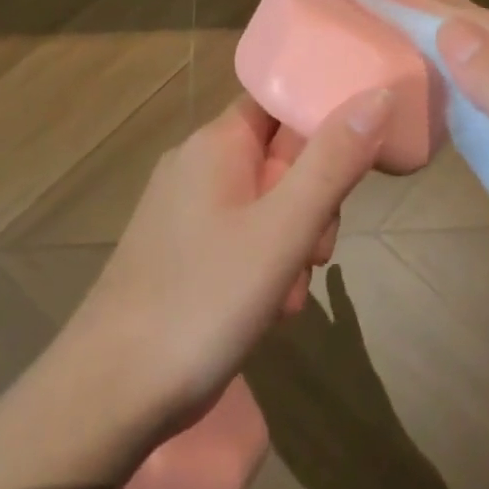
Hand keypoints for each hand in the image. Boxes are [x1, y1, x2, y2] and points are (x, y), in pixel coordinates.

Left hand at [61, 90, 391, 436]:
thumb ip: (333, 161)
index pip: (280, 98)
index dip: (322, 117)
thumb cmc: (202, 301)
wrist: (110, 394)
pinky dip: (268, 261)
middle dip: (314, 198)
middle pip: (280, 154)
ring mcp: (185, 209)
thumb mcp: (283, 229)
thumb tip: (378, 94)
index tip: (358, 154)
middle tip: (320, 247)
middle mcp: (197, 164)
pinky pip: (243, 235)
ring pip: (267, 200)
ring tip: (294, 287)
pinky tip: (273, 306)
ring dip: (296, 238)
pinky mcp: (182, 250)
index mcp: (216, 143)